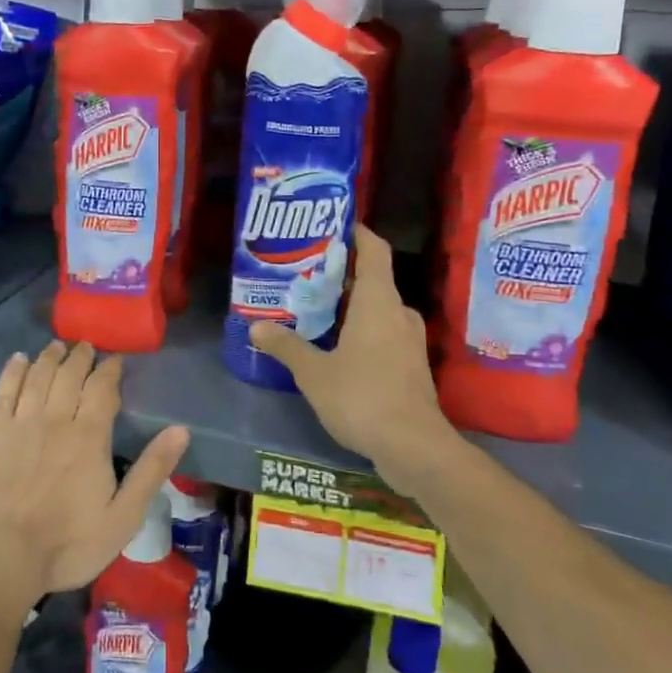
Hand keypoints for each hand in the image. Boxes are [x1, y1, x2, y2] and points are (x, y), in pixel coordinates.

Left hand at [0, 342, 188, 626]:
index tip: (115, 360)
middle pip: (69, 375)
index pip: (102, 389)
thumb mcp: (122, 517)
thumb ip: (151, 471)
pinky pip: (4, 391)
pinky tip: (18, 360)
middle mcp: (56, 419)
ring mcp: (21, 423)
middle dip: (80, 357)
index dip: (109, 370)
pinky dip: (13, 371)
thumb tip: (180, 430)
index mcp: (89, 437)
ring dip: (50, 357)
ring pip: (39, 377)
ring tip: (57, 345)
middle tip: (85, 346)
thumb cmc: (66, 544)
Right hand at [250, 223, 457, 494]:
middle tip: (308, 273)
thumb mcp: (314, 373)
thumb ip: (286, 347)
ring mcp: (409, 341)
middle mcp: (399, 313)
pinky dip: (362, 330)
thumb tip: (256, 328)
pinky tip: (336, 346)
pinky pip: (384, 333)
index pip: (375, 251)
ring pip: (379, 309)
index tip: (335, 224)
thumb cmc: (363, 397)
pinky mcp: (411, 366)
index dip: (358, 233)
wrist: (415, 448)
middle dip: (342, 274)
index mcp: (378, 302)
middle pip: (373, 280)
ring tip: (317, 308)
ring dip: (352, 305)